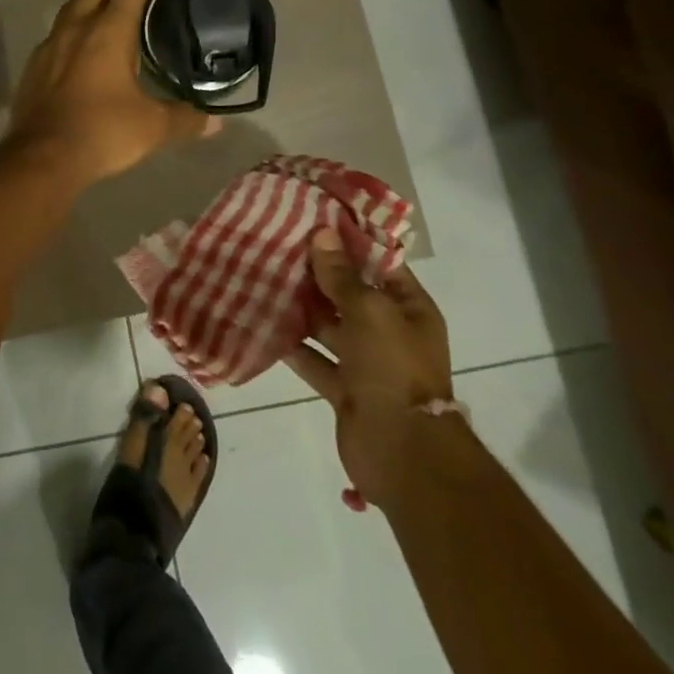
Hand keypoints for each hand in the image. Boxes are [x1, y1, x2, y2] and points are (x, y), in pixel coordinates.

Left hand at [6, 0, 216, 184]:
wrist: (42, 155)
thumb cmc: (102, 132)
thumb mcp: (152, 127)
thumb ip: (185, 119)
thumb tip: (215, 123)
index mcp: (109, 30)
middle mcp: (78, 26)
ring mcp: (52, 43)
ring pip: (75, 2)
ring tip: (114, 2)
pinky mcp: (36, 63)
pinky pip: (59, 29)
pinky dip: (77, 22)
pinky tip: (84, 43)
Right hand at [283, 228, 454, 507]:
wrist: (403, 453)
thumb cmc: (393, 369)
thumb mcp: (369, 312)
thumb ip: (342, 275)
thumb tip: (322, 234)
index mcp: (409, 310)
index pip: (380, 264)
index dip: (350, 242)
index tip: (314, 219)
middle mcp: (390, 332)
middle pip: (350, 294)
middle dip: (318, 274)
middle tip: (279, 245)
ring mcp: (367, 363)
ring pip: (329, 326)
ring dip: (302, 308)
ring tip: (265, 277)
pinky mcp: (345, 389)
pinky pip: (315, 359)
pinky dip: (293, 345)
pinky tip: (264, 322)